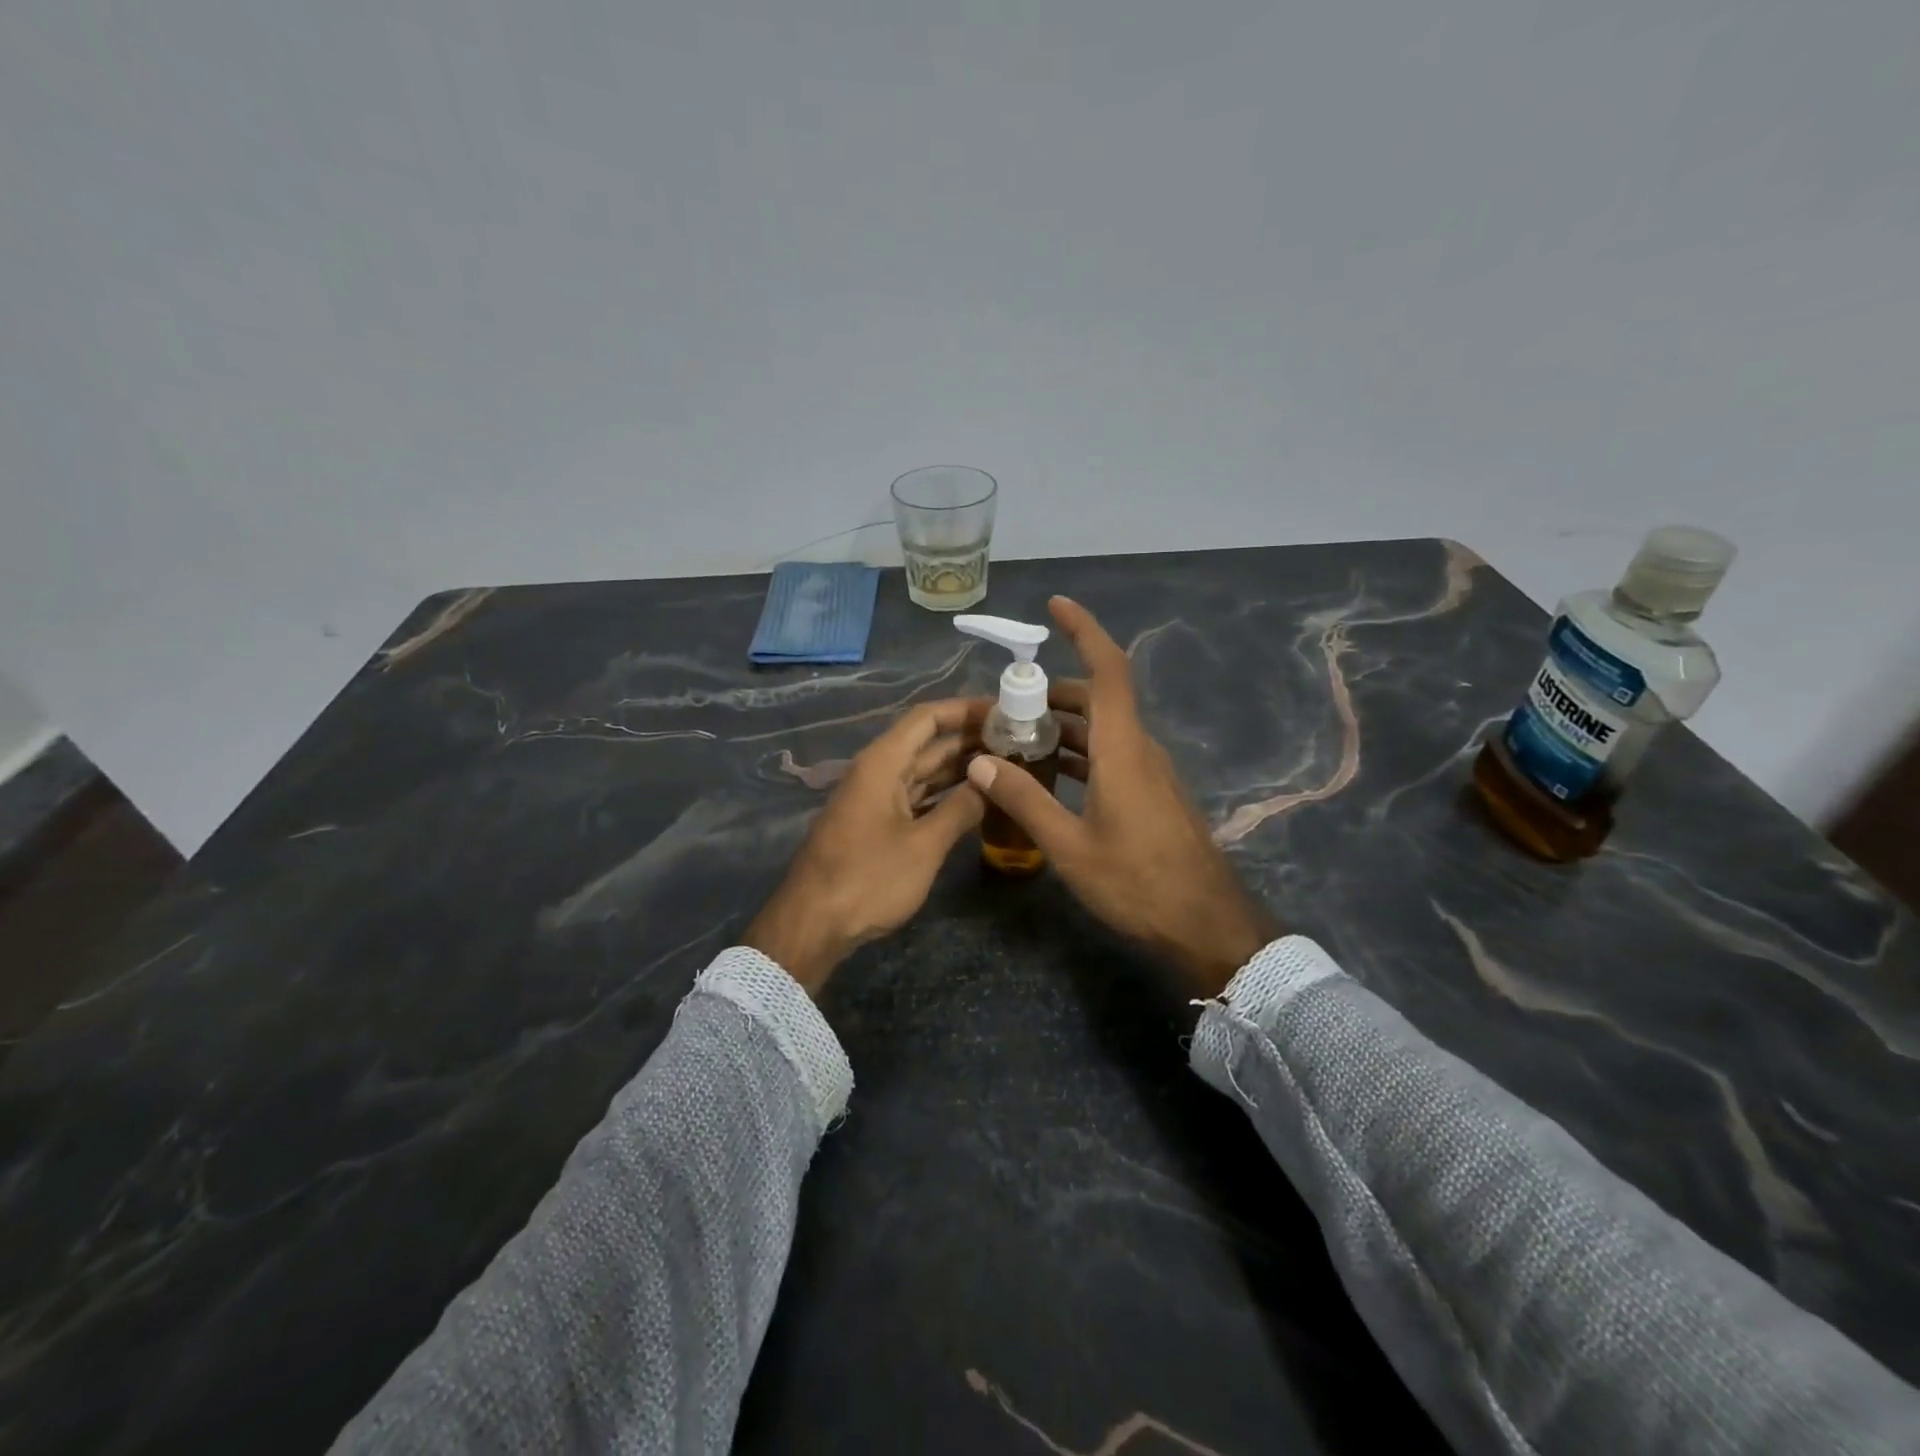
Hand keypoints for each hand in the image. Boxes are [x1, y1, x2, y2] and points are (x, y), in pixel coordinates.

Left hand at [744, 698, 989, 994]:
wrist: (813, 925)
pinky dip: (945, 795)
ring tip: (1007, 766)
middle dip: (970, 739)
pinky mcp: (877, 825)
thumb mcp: (924, 845)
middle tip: (1018, 741)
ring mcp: (876, 799)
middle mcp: (878, 772)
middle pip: (928, 743)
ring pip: (924, 771)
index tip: (1004, 711)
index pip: (928, 718)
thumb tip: (992, 780)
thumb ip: (961, 809)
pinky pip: (917, 797)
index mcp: (883, 763)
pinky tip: (976, 800)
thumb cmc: (868, 879)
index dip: (965, 709)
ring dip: (961, 768)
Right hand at [965, 597, 1281, 994]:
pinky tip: (1051, 776)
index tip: (1056, 606)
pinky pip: (1112, 754)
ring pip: (1104, 728)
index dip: (1084, 631)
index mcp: (1122, 749)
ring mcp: (1150, 772)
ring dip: (1064, 725)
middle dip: (1052, 692)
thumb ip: (1025, 800)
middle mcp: (1140, 749)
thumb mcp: (1071, 847)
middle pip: (1099, 698)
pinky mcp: (1153, 793)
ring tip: (1017, 740)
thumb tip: (980, 762)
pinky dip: (1080, 752)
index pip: (1108, 670)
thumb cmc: (1138, 883)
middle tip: (1006, 708)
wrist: (1206, 924)